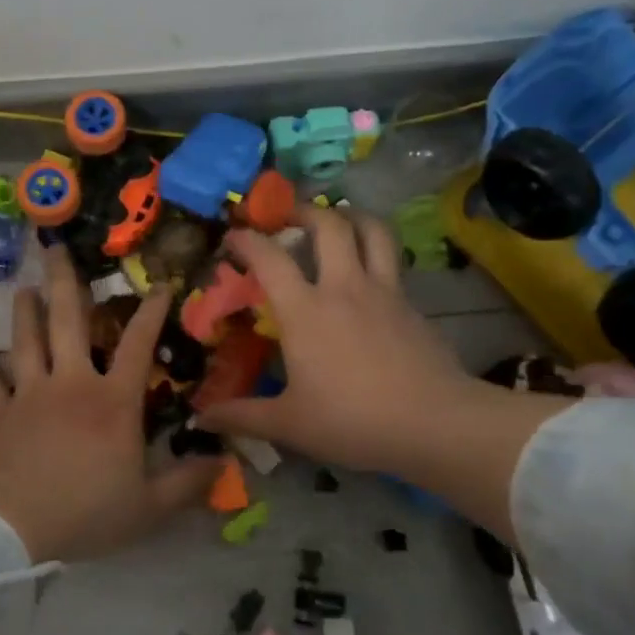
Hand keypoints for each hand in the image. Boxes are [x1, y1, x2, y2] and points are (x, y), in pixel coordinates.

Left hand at [0, 245, 218, 563]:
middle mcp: (70, 384)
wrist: (15, 530)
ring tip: (24, 290)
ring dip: (24, 312)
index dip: (151, 312)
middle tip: (57, 250)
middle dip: (65, 282)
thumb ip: (187, 483)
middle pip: (68, 322)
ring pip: (25, 341)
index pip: (138, 344)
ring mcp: (27, 395)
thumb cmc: (88, 514)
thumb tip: (224, 464)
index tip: (160, 285)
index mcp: (113, 402)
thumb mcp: (149, 507)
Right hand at [195, 208, 568, 538]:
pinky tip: (369, 278)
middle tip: (290, 217)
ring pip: (372, 230)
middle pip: (329, 224)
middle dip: (305, 211)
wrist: (434, 423)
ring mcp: (385, 291)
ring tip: (338, 221)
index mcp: (305, 310)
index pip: (270, 257)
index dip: (247, 240)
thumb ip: (242, 416)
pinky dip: (377, 254)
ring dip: (352, 216)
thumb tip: (200, 419)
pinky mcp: (412, 304)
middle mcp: (344, 287)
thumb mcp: (289, 424)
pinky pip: (392, 263)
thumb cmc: (352, 420)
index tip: (234, 237)